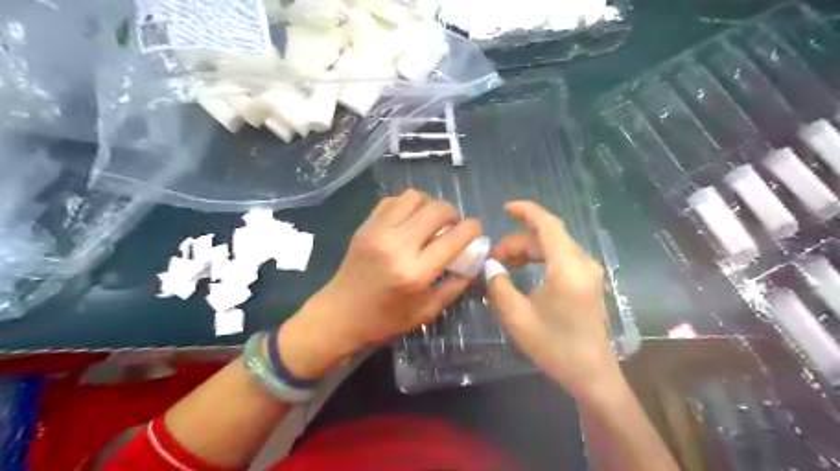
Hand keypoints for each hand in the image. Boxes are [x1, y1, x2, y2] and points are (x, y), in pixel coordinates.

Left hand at [278, 189, 482, 376]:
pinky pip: (393, 200)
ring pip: (414, 197)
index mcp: (415, 273)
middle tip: (452, 226)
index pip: (454, 237)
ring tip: (431, 221)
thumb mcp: (428, 311)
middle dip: (453, 213)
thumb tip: (474, 260)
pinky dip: (408, 205)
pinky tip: (409, 220)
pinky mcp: (365, 226)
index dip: (472, 229)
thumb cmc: (385, 319)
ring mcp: (378, 232)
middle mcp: (397, 246)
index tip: (475, 230)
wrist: (340, 314)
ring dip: (430, 205)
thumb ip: (456, 285)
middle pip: (436, 209)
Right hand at [487, 201, 621, 402]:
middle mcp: (583, 263)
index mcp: (568, 269)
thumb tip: (491, 266)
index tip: (505, 209)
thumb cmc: (554, 347)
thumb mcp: (517, 317)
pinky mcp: (588, 281)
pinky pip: (560, 257)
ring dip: (527, 250)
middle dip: (517, 241)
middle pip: (547, 237)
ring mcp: (589, 272)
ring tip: (504, 264)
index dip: (526, 211)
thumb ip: (498, 286)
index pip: (548, 225)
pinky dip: (539, 258)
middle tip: (493, 258)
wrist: (591, 375)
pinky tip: (524, 270)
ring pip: (553, 246)